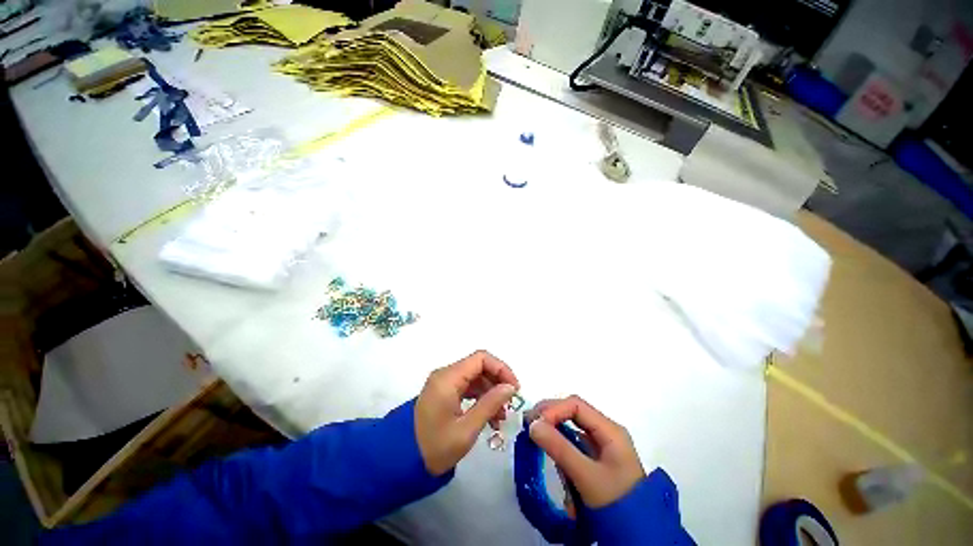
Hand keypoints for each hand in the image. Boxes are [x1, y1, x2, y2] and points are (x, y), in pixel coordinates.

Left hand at [415, 350, 519, 475]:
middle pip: (478, 368)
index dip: (502, 370)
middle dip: (497, 384)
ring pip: (474, 380)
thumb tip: (510, 387)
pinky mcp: (441, 398)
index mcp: (446, 379)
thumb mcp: (468, 427)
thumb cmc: (438, 445)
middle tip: (510, 407)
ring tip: (501, 419)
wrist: (408, 460)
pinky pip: (466, 391)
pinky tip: (490, 420)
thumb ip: (490, 404)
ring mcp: (441, 387)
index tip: (515, 391)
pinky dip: (480, 401)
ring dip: (491, 395)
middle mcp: (443, 377)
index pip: (481, 359)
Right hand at [528, 395, 644, 508]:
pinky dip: (560, 446)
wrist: (632, 520)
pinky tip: (549, 455)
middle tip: (526, 429)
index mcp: (609, 430)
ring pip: (573, 430)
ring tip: (533, 441)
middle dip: (550, 418)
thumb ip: (560, 449)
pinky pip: (575, 445)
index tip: (532, 426)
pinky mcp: (597, 460)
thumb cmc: (612, 494)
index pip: (576, 405)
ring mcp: (602, 446)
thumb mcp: (585, 473)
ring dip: (554, 432)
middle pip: (574, 414)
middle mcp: (607, 432)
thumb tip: (533, 425)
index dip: (552, 410)